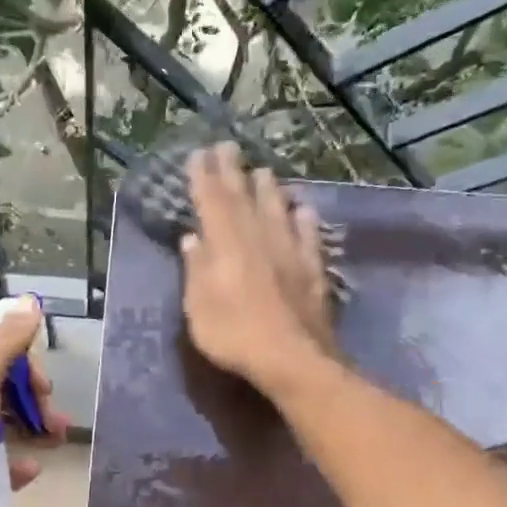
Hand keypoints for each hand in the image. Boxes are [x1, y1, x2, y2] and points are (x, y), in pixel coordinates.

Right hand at [179, 143, 338, 398]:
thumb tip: (192, 239)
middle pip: (244, 198)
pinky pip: (309, 237)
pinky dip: (304, 220)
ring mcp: (290, 253)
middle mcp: (259, 239)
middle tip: (228, 146)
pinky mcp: (313, 270)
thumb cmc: (235, 336)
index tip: (199, 155)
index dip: (204, 177)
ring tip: (264, 170)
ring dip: (269, 189)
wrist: (293, 359)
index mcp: (226, 246)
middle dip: (234, 171)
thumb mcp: (199, 309)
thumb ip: (196, 270)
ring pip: (278, 211)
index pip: (212, 202)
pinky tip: (304, 209)